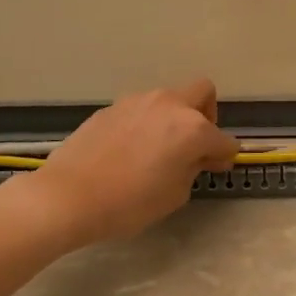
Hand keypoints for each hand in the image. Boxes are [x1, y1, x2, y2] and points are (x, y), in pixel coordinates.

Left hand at [21, 80, 238, 245]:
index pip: (224, 139)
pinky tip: (132, 150)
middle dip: (207, 115)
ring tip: (160, 149)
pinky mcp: (112, 107)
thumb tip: (201, 156)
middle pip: (203, 93)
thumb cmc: (130, 203)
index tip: (217, 167)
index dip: (225, 155)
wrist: (70, 196)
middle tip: (194, 144)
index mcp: (192, 128)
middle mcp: (169, 105)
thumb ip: (194, 168)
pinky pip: (142, 110)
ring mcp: (138, 101)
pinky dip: (147, 123)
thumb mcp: (175, 193)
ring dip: (174, 118)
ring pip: (169, 99)